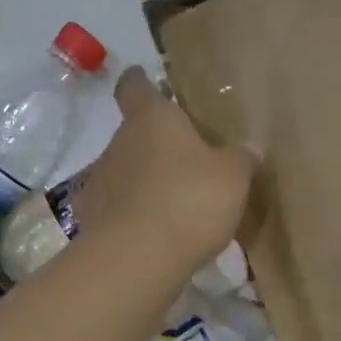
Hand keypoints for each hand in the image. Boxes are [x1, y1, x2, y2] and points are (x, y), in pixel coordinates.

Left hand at [75, 66, 255, 278]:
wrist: (136, 260)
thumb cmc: (189, 201)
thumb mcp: (232, 178)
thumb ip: (240, 158)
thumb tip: (249, 147)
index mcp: (152, 120)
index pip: (135, 87)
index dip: (141, 82)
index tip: (146, 80)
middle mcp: (118, 143)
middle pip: (134, 134)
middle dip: (155, 145)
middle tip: (185, 163)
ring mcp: (99, 182)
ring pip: (124, 172)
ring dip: (144, 182)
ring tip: (173, 205)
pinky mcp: (91, 220)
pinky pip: (117, 209)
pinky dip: (132, 216)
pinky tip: (154, 235)